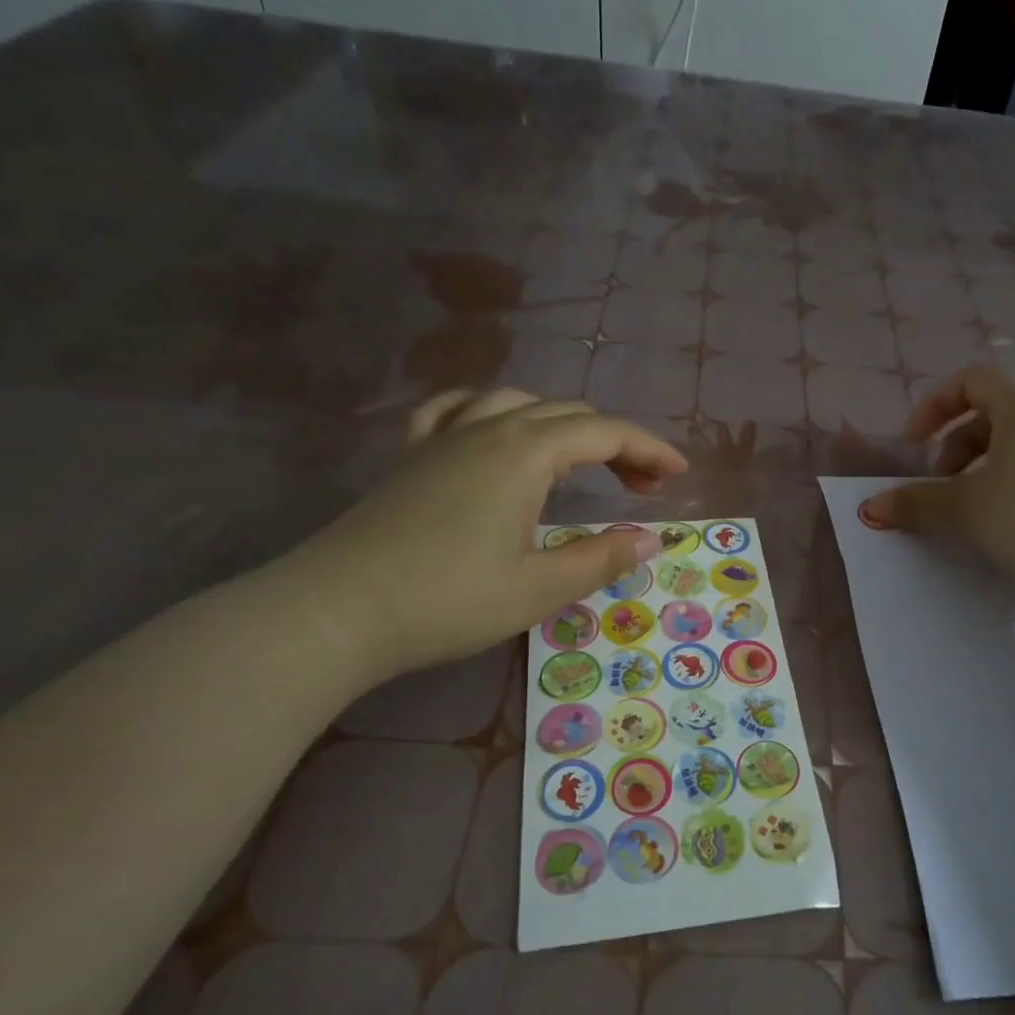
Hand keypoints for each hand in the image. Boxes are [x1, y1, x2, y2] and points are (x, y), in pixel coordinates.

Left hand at [276, 388, 687, 679]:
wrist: (336, 612)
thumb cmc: (448, 600)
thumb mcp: (538, 587)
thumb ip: (601, 557)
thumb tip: (652, 538)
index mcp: (525, 453)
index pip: (605, 433)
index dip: (649, 449)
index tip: (679, 474)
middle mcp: (488, 429)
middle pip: (567, 414)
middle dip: (614, 442)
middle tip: (640, 486)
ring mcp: (444, 438)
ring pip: (516, 403)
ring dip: (560, 425)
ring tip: (578, 459)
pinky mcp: (412, 457)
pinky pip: (455, 410)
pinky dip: (490, 412)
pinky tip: (492, 429)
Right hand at [858, 366, 1014, 590]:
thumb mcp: (964, 509)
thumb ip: (915, 504)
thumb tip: (870, 509)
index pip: (970, 382)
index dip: (933, 408)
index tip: (913, 446)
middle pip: (992, 417)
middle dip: (955, 448)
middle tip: (940, 486)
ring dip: (981, 474)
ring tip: (970, 514)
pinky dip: (1011, 493)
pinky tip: (1007, 532)